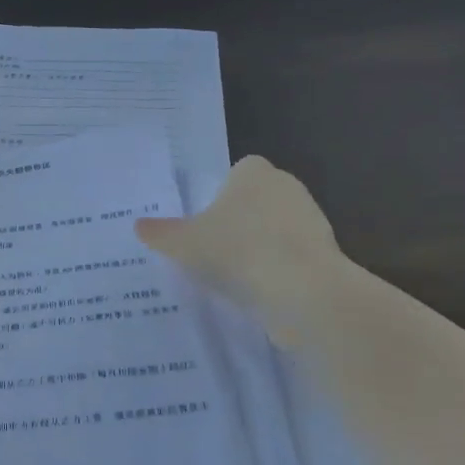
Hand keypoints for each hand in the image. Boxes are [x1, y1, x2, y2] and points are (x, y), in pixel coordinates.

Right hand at [135, 156, 343, 339]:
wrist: (302, 290)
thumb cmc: (237, 250)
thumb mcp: (184, 243)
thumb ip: (161, 233)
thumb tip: (138, 226)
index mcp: (253, 172)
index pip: (236, 173)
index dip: (219, 196)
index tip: (204, 223)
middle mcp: (286, 186)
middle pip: (256, 201)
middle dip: (239, 222)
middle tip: (212, 250)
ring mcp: (311, 219)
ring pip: (276, 229)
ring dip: (260, 248)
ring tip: (234, 277)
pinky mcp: (326, 253)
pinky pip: (292, 258)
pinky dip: (278, 271)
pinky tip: (259, 293)